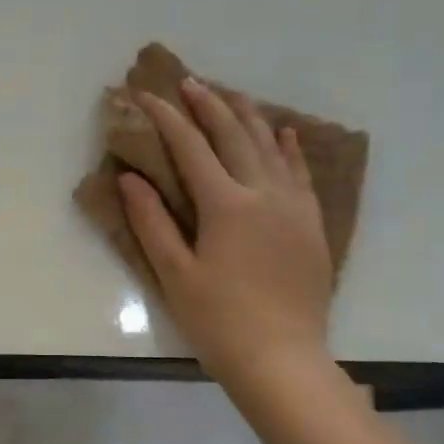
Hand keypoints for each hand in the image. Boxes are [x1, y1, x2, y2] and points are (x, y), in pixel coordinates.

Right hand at [118, 78, 333, 381]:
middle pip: (234, 136)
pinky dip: (289, 148)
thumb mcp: (175, 274)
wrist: (283, 360)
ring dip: (248, 117)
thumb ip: (152, 222)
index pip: (191, 148)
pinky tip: (284, 132)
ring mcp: (294, 208)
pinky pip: (302, 174)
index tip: (146, 95)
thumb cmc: (219, 322)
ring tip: (230, 94)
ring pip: (271, 147)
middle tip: (188, 82)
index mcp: (226, 205)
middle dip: (208, 106)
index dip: (166, 118)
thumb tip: (131, 177)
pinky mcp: (312, 225)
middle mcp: (264, 194)